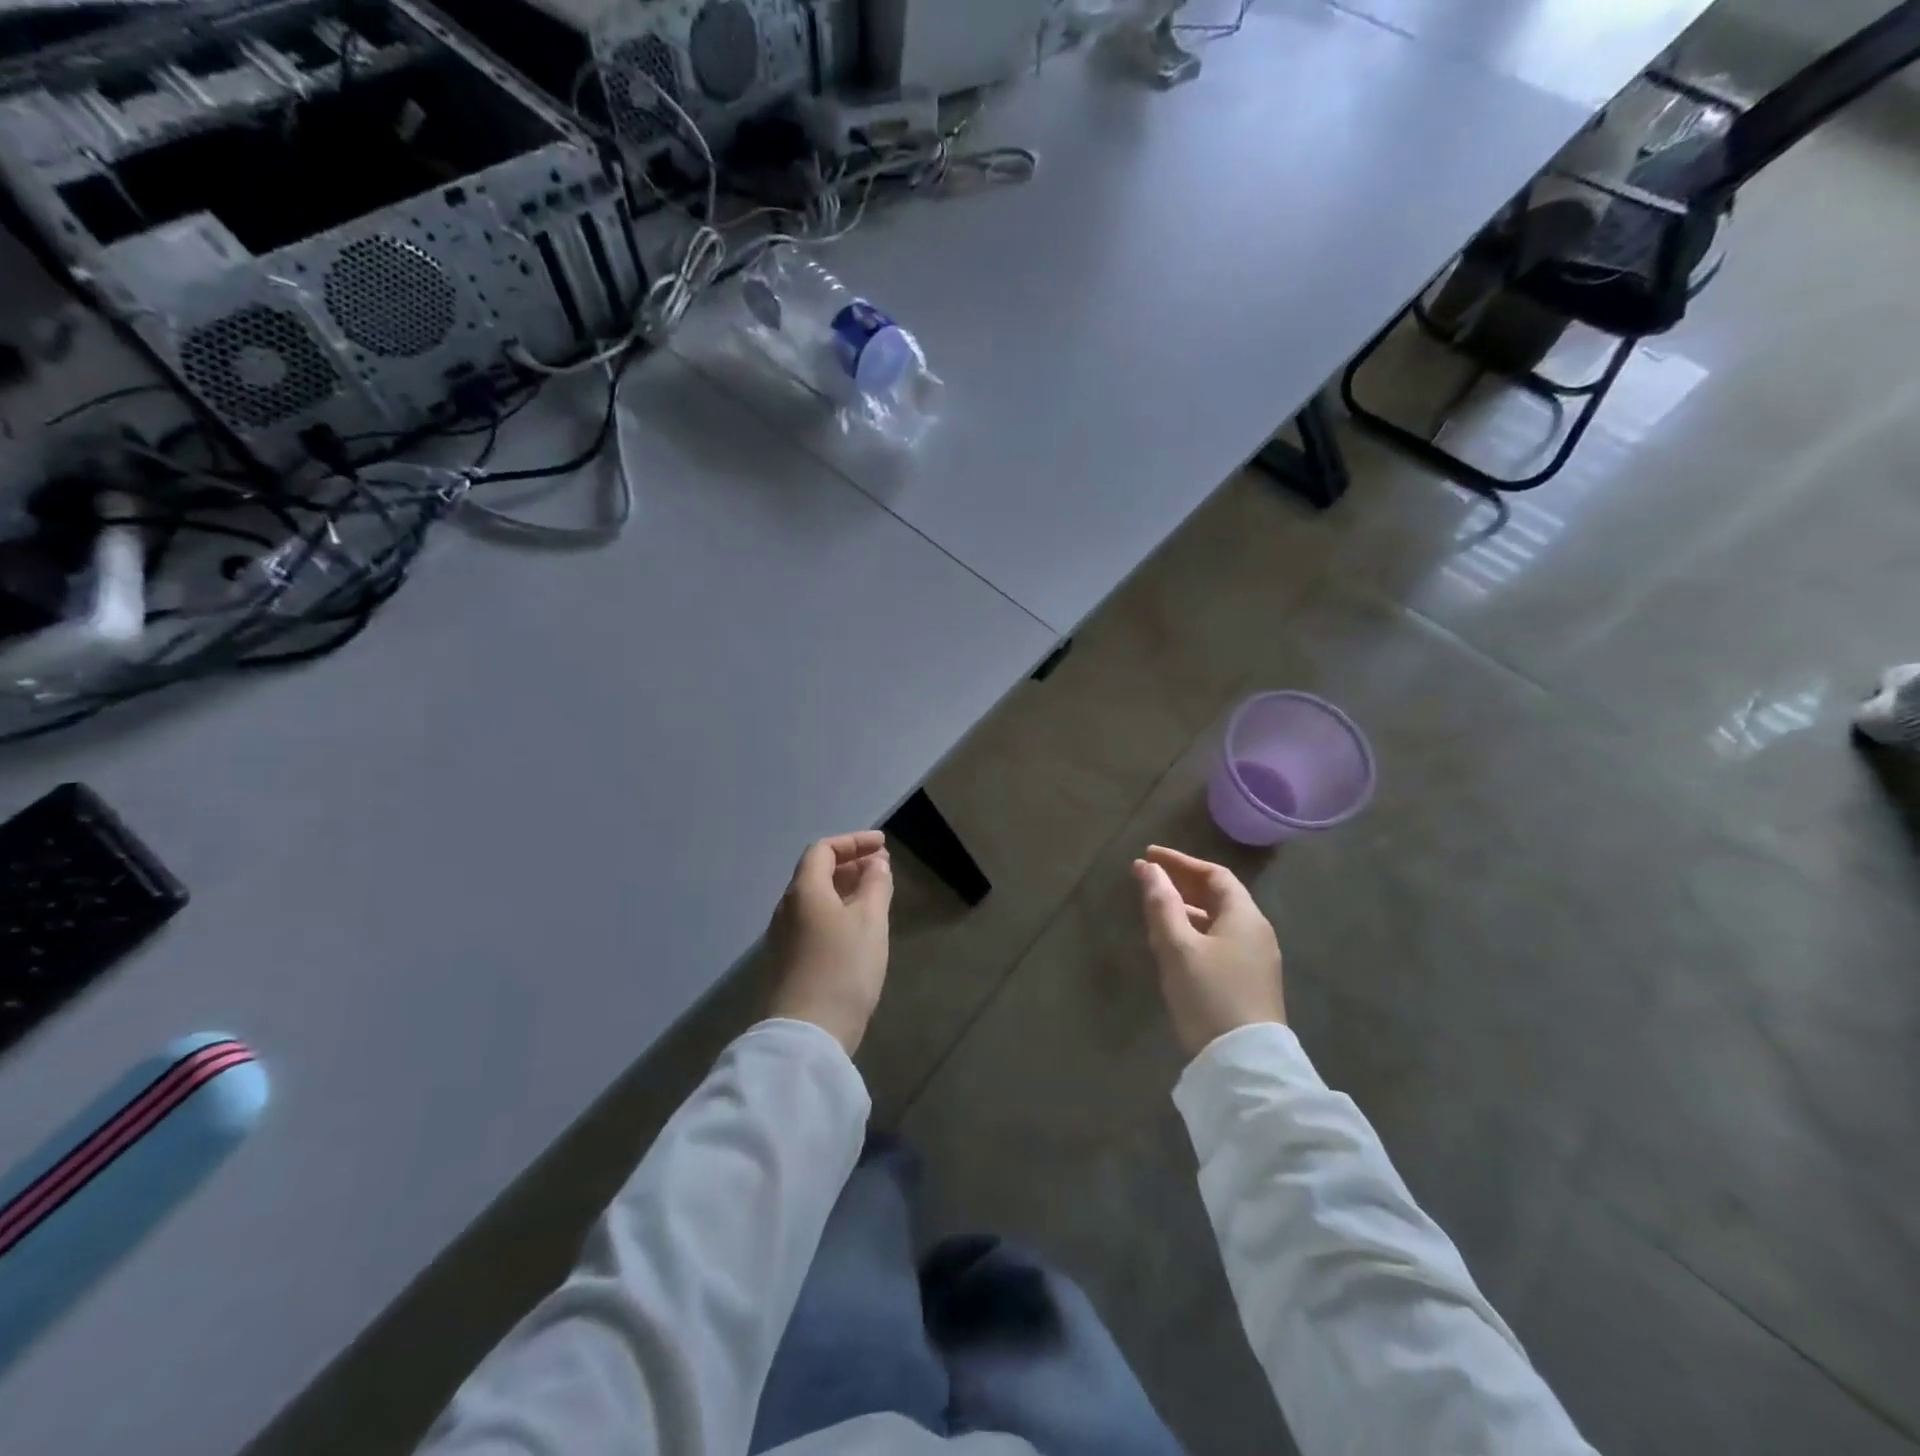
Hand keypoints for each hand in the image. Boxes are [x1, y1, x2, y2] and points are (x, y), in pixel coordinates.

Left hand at [767, 832, 893, 1054]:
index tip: (883, 845)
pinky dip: (838, 911)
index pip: (823, 850)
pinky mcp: (789, 961)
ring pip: (816, 899)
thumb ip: (875, 885)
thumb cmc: (843, 968)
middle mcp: (788, 908)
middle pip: (816, 873)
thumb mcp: (870, 921)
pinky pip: (814, 921)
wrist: (808, 1033)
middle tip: (882, 867)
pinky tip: (859, 928)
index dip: (853, 842)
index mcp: (804, 891)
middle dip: (851, 864)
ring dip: (845, 889)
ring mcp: (785, 937)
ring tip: (876, 894)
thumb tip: (876, 863)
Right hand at [1131, 845, 1284, 1057]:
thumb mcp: (1178, 947)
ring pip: (1216, 922)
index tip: (1148, 857)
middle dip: (1180, 884)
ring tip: (1153, 911)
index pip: (1214, 874)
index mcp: (1245, 916)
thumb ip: (1161, 904)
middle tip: (1146, 879)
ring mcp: (1255, 960)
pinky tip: (1172, 946)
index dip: (1180, 862)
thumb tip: (1148, 868)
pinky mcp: (1248, 984)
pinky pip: (1218, 943)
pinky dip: (1193, 933)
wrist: (1244, 1064)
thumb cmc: (1209, 995)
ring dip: (1184, 910)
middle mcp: (1256, 932)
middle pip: (1217, 896)